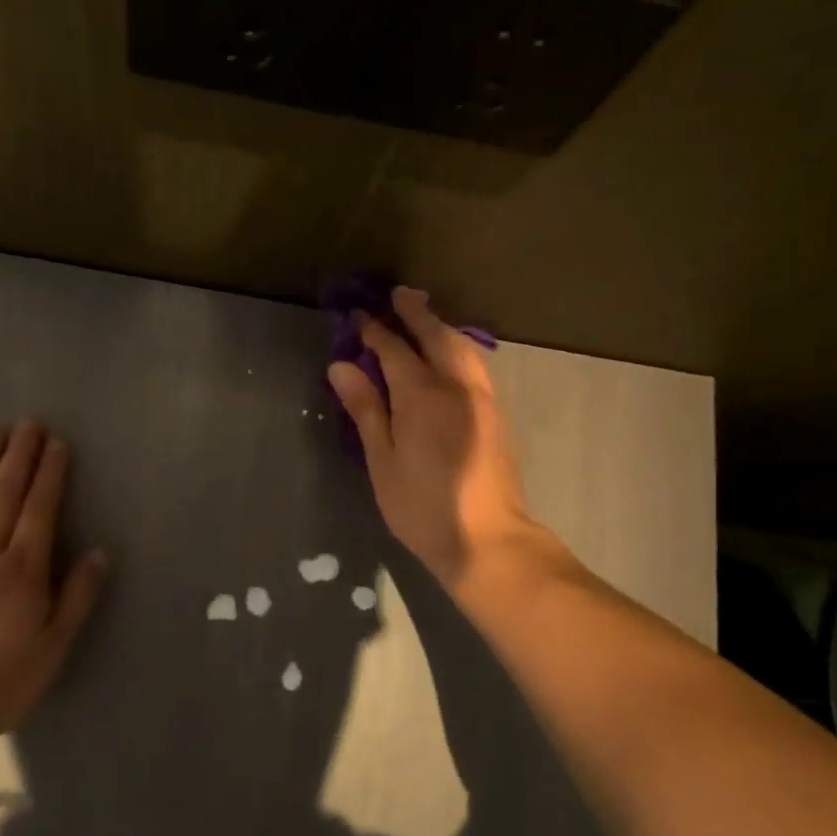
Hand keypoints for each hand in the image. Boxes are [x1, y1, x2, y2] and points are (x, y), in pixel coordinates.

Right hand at [327, 287, 543, 587]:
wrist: (488, 540)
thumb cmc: (423, 508)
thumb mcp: (382, 462)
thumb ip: (365, 409)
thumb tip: (341, 366)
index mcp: (422, 395)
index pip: (394, 349)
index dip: (374, 331)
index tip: (358, 316)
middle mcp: (456, 386)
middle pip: (436, 336)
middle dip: (415, 313)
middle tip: (397, 295)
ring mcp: (481, 398)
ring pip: (462, 347)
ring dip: (440, 327)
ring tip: (423, 315)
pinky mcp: (495, 413)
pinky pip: (474, 364)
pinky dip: (457, 346)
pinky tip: (448, 354)